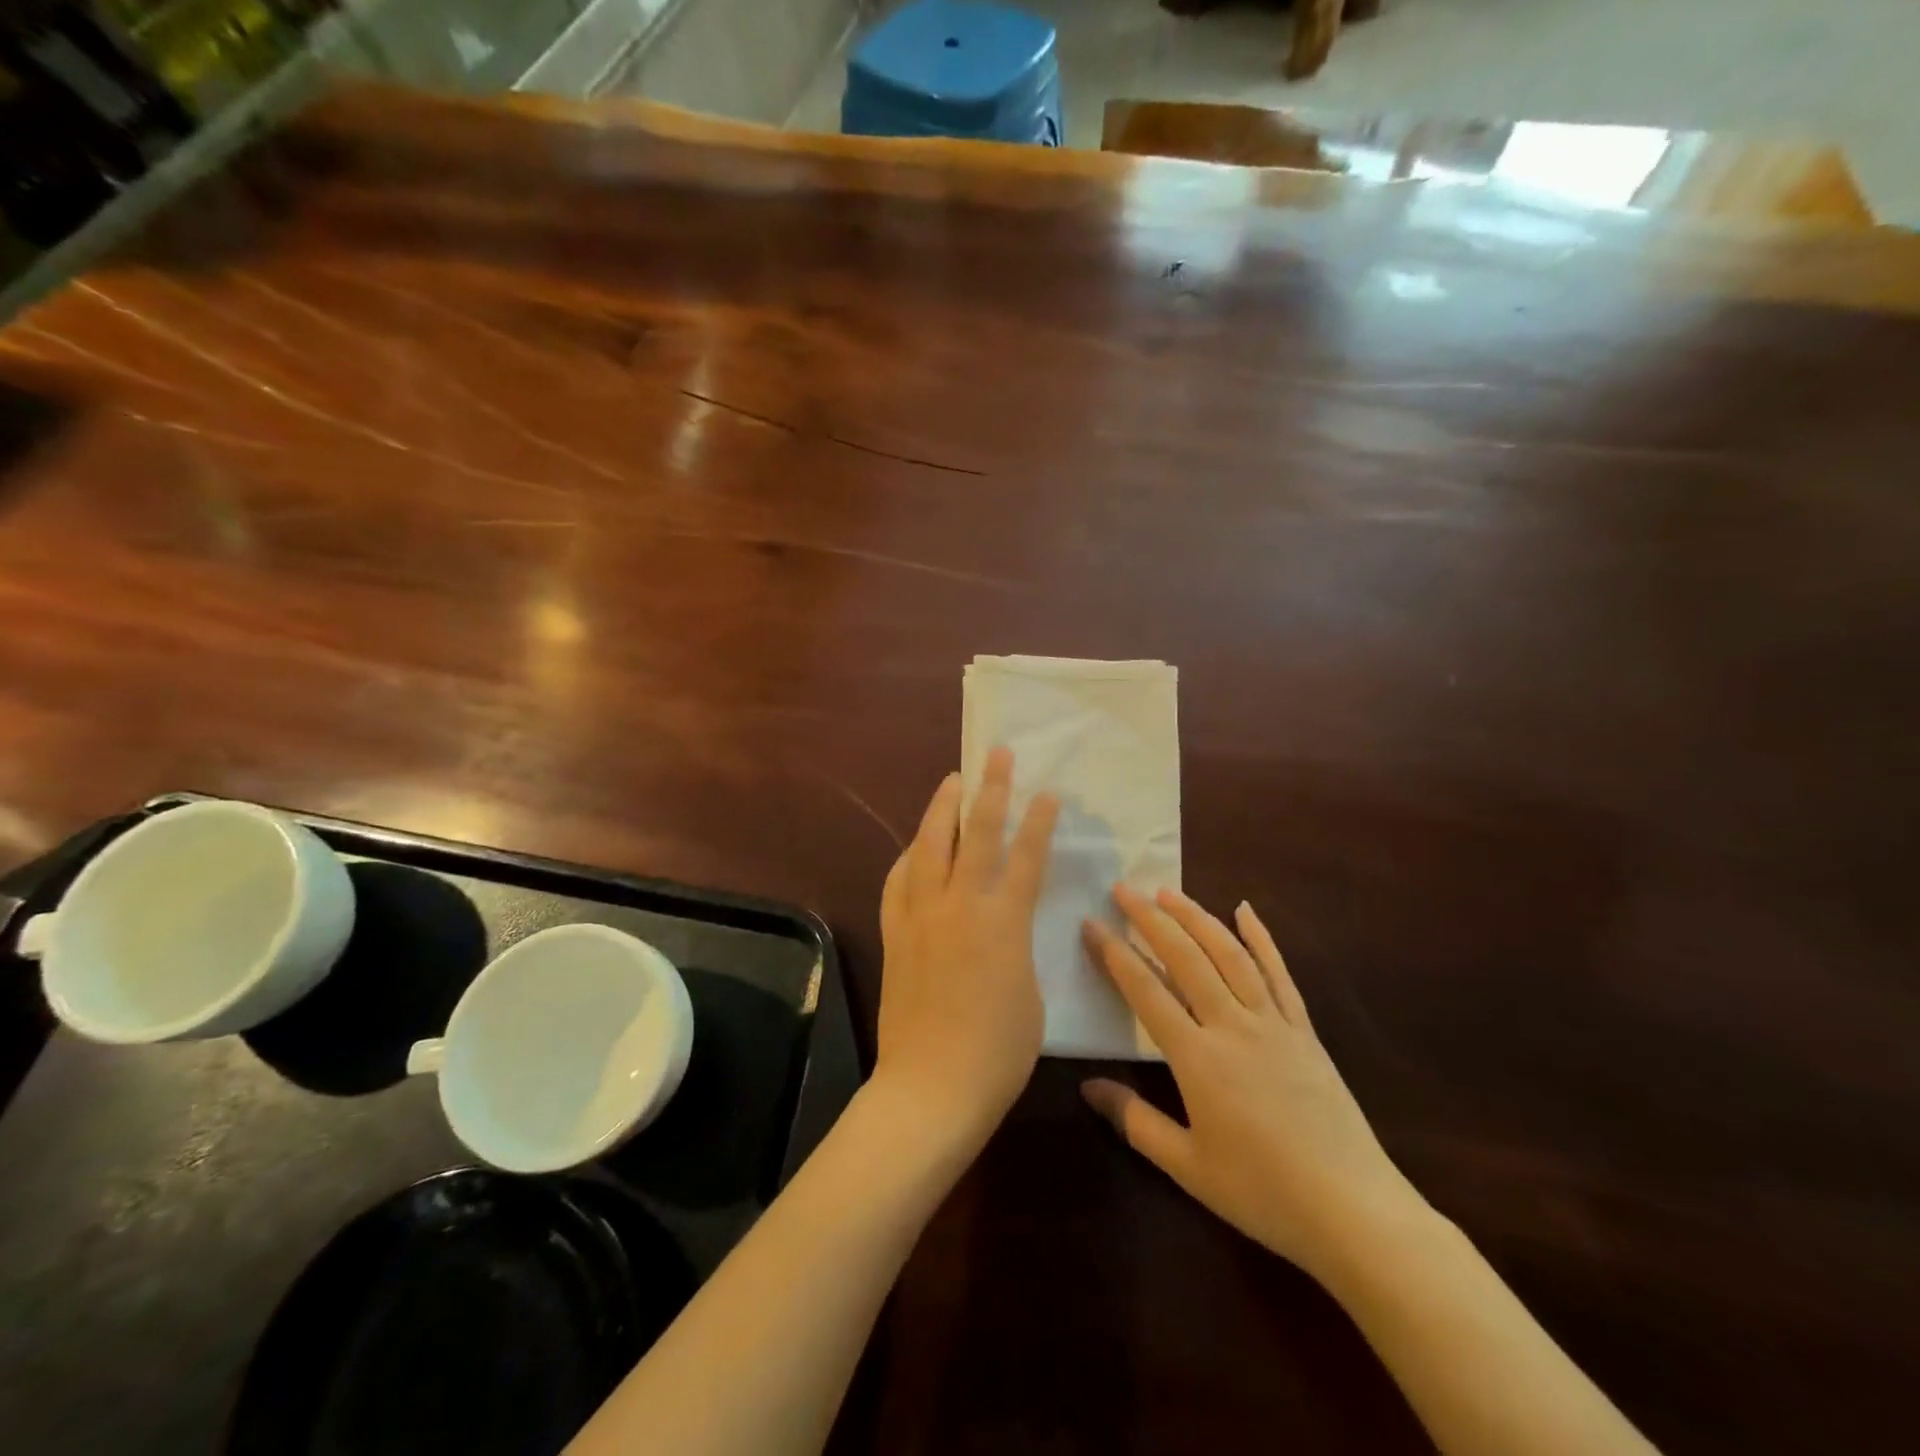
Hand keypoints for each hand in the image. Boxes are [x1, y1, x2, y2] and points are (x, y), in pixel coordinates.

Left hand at [874, 747, 1059, 1150]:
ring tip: (950, 782)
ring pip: (929, 846)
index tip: (1047, 791)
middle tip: (996, 756)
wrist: (931, 1087)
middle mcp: (960, 906)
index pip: (1026, 856)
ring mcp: (921, 916)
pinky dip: (909, 857)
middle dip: (989, 789)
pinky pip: (899, 882)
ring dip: (941, 809)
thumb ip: (1019, 947)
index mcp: (1003, 922)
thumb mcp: (1030, 993)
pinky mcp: (896, 933)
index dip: (1038, 820)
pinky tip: (914, 848)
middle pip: (976, 834)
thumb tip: (1006, 926)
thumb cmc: (998, 1052)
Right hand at [1081, 887, 1422, 1282]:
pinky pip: (1279, 973)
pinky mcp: (1304, 1030)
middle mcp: (1232, 1025)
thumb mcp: (1187, 1167)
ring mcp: (1273, 1022)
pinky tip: (1246, 910)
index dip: (1114, 954)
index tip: (1091, 923)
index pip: (1145, 991)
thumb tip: (1087, 1086)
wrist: (1353, 1211)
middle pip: (1185, 958)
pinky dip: (1261, 938)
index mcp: (1198, 1058)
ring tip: (1169, 891)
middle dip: (1150, 919)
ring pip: (1229, 954)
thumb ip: (1134, 1120)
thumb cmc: (1262, 1192)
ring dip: (1197, 917)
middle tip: (1123, 889)